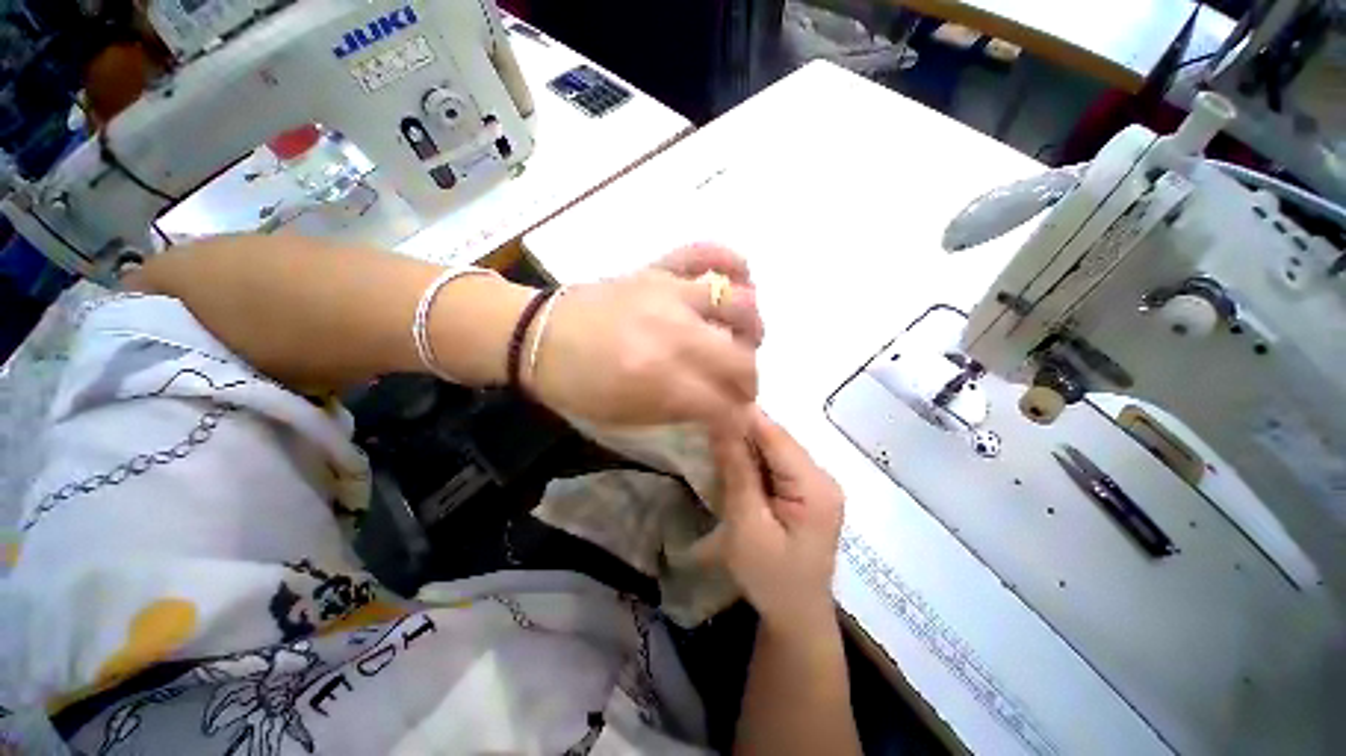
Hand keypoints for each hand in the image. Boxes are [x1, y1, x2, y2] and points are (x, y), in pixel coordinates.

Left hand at [529, 244, 763, 424]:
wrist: (537, 334)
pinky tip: (741, 277)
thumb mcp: (626, 416)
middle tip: (740, 389)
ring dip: (752, 328)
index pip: (722, 405)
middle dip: (750, 382)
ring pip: (740, 303)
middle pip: (740, 359)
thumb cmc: (577, 384)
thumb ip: (679, 411)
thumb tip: (719, 411)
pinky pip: (704, 251)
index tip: (736, 423)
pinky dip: (730, 259)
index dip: (736, 421)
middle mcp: (674, 332)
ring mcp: (669, 293)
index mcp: (659, 378)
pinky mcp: (657, 268)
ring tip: (744, 339)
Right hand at [709, 407, 844, 630]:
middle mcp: (822, 477)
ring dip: (745, 445)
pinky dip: (753, 461)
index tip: (710, 403)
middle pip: (777, 441)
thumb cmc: (771, 578)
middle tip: (705, 423)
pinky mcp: (806, 493)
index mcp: (815, 486)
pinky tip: (732, 462)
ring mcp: (816, 484)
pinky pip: (776, 465)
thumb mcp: (747, 525)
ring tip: (713, 438)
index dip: (743, 417)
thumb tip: (722, 423)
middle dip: (742, 431)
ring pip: (774, 450)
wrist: (796, 618)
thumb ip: (737, 471)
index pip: (776, 437)